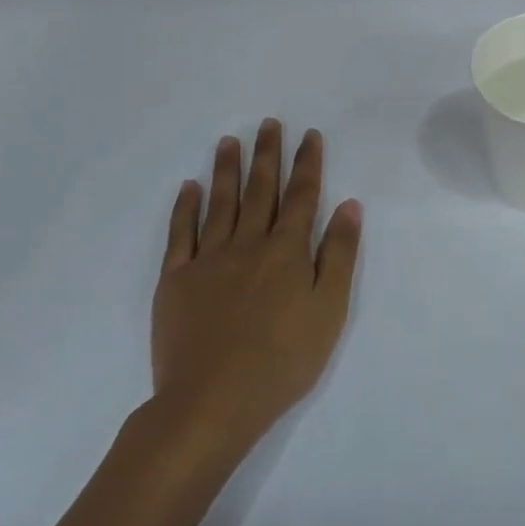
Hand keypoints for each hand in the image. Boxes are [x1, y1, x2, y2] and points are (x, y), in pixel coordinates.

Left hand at [150, 120, 362, 457]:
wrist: (212, 402)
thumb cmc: (283, 360)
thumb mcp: (329, 310)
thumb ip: (339, 255)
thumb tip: (349, 205)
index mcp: (287, 251)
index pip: (302, 196)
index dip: (307, 164)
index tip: (309, 135)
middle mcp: (248, 244)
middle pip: (261, 190)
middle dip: (268, 155)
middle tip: (269, 123)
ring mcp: (208, 259)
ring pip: (220, 203)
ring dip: (227, 169)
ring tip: (230, 141)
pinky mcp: (175, 280)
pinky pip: (180, 233)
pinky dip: (185, 207)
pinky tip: (190, 186)